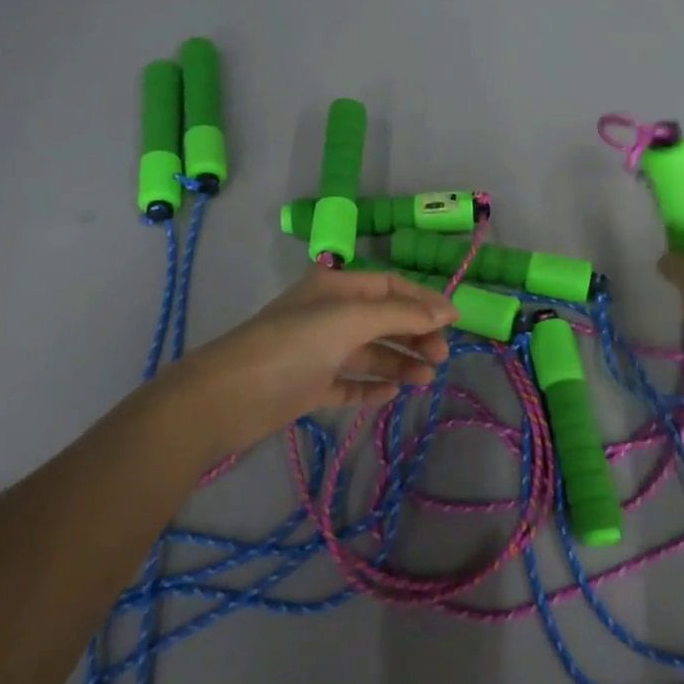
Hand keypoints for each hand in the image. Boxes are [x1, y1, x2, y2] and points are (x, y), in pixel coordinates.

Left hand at [170, 266, 457, 450]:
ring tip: (425, 380)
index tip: (455, 324)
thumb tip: (449, 310)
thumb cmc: (293, 345)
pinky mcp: (310, 386)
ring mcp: (319, 352)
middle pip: (384, 320)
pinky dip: (372, 387)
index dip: (424, 301)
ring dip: (400, 363)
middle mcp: (329, 314)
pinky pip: (351, 383)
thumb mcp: (350, 319)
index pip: (391, 286)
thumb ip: (402, 313)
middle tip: (440, 359)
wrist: (229, 396)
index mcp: (336, 287)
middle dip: (415, 335)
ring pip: (371, 353)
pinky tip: (393, 394)